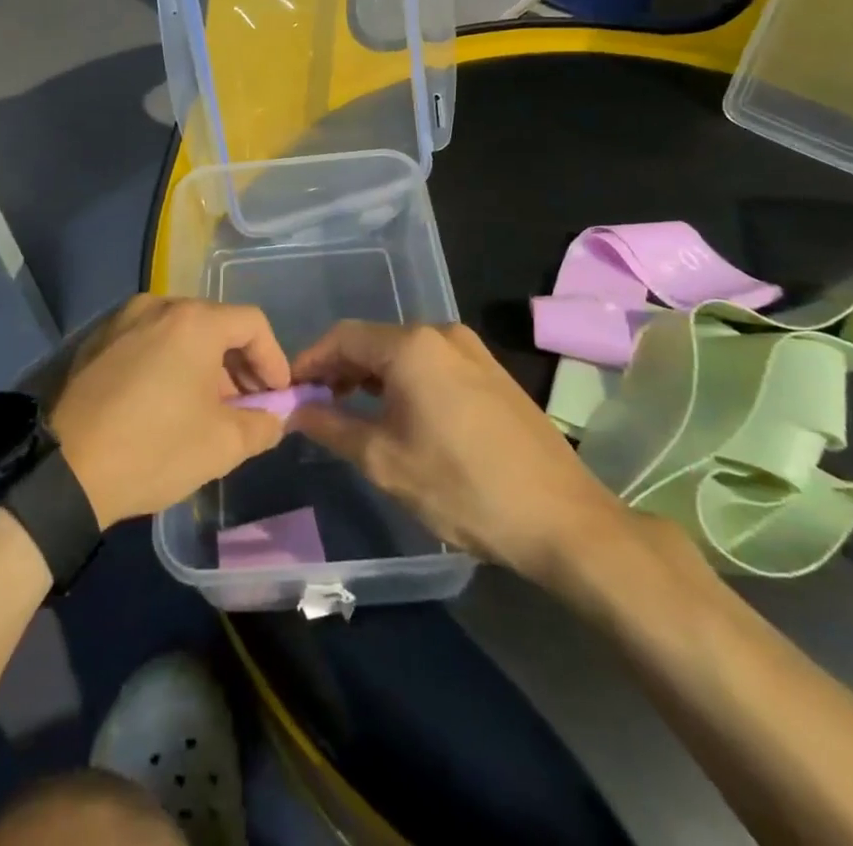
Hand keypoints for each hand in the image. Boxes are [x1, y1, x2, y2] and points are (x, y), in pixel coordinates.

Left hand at [50, 296, 292, 527]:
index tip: (277, 395)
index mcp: (193, 321)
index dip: (274, 359)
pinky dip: (170, 362)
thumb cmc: (154, 448)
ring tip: (208, 407)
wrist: (65, 471)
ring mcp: (122, 319)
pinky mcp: (97, 340)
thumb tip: (276, 416)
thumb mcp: (222, 445)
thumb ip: (263, 424)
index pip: (252, 323)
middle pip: (215, 323)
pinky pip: (149, 340)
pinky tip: (167, 401)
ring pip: (180, 332)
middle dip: (239, 364)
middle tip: (246, 404)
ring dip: (204, 363)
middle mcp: (158, 306)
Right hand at [290, 321, 636, 581]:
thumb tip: (295, 410)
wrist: (562, 519)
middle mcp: (442, 333)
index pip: (342, 337)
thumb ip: (331, 427)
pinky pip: (432, 364)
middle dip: (340, 370)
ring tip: (353, 414)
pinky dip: (404, 381)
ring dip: (371, 376)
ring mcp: (473, 350)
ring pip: (404, 352)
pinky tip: (400, 416)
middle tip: (316, 407)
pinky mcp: (492, 372)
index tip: (289, 391)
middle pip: (374, 341)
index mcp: (412, 345)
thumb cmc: (463, 487)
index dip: (310, 361)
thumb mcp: (385, 461)